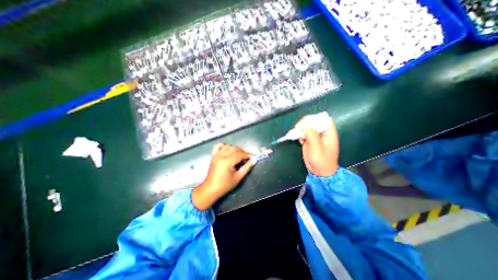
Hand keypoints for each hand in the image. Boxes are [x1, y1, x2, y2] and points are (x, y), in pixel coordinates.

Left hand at [192, 145, 252, 209]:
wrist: (211, 189)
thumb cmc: (225, 185)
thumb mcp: (238, 177)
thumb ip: (246, 168)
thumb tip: (254, 161)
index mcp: (227, 161)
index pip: (240, 154)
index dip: (247, 155)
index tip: (252, 156)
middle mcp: (221, 156)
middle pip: (234, 149)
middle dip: (242, 151)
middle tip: (247, 157)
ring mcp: (216, 155)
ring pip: (228, 146)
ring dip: (235, 148)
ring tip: (239, 154)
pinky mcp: (213, 156)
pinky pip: (218, 146)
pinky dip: (224, 145)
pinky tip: (228, 149)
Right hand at [297, 115, 339, 176]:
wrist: (319, 172)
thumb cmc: (321, 161)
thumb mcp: (317, 149)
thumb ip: (312, 135)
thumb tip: (305, 125)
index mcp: (329, 133)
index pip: (324, 120)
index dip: (315, 119)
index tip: (306, 122)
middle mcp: (322, 133)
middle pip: (314, 122)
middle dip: (305, 123)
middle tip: (298, 128)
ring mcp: (315, 136)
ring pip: (308, 127)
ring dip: (301, 128)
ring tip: (296, 133)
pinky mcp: (309, 140)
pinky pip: (304, 133)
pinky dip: (300, 134)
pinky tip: (299, 139)